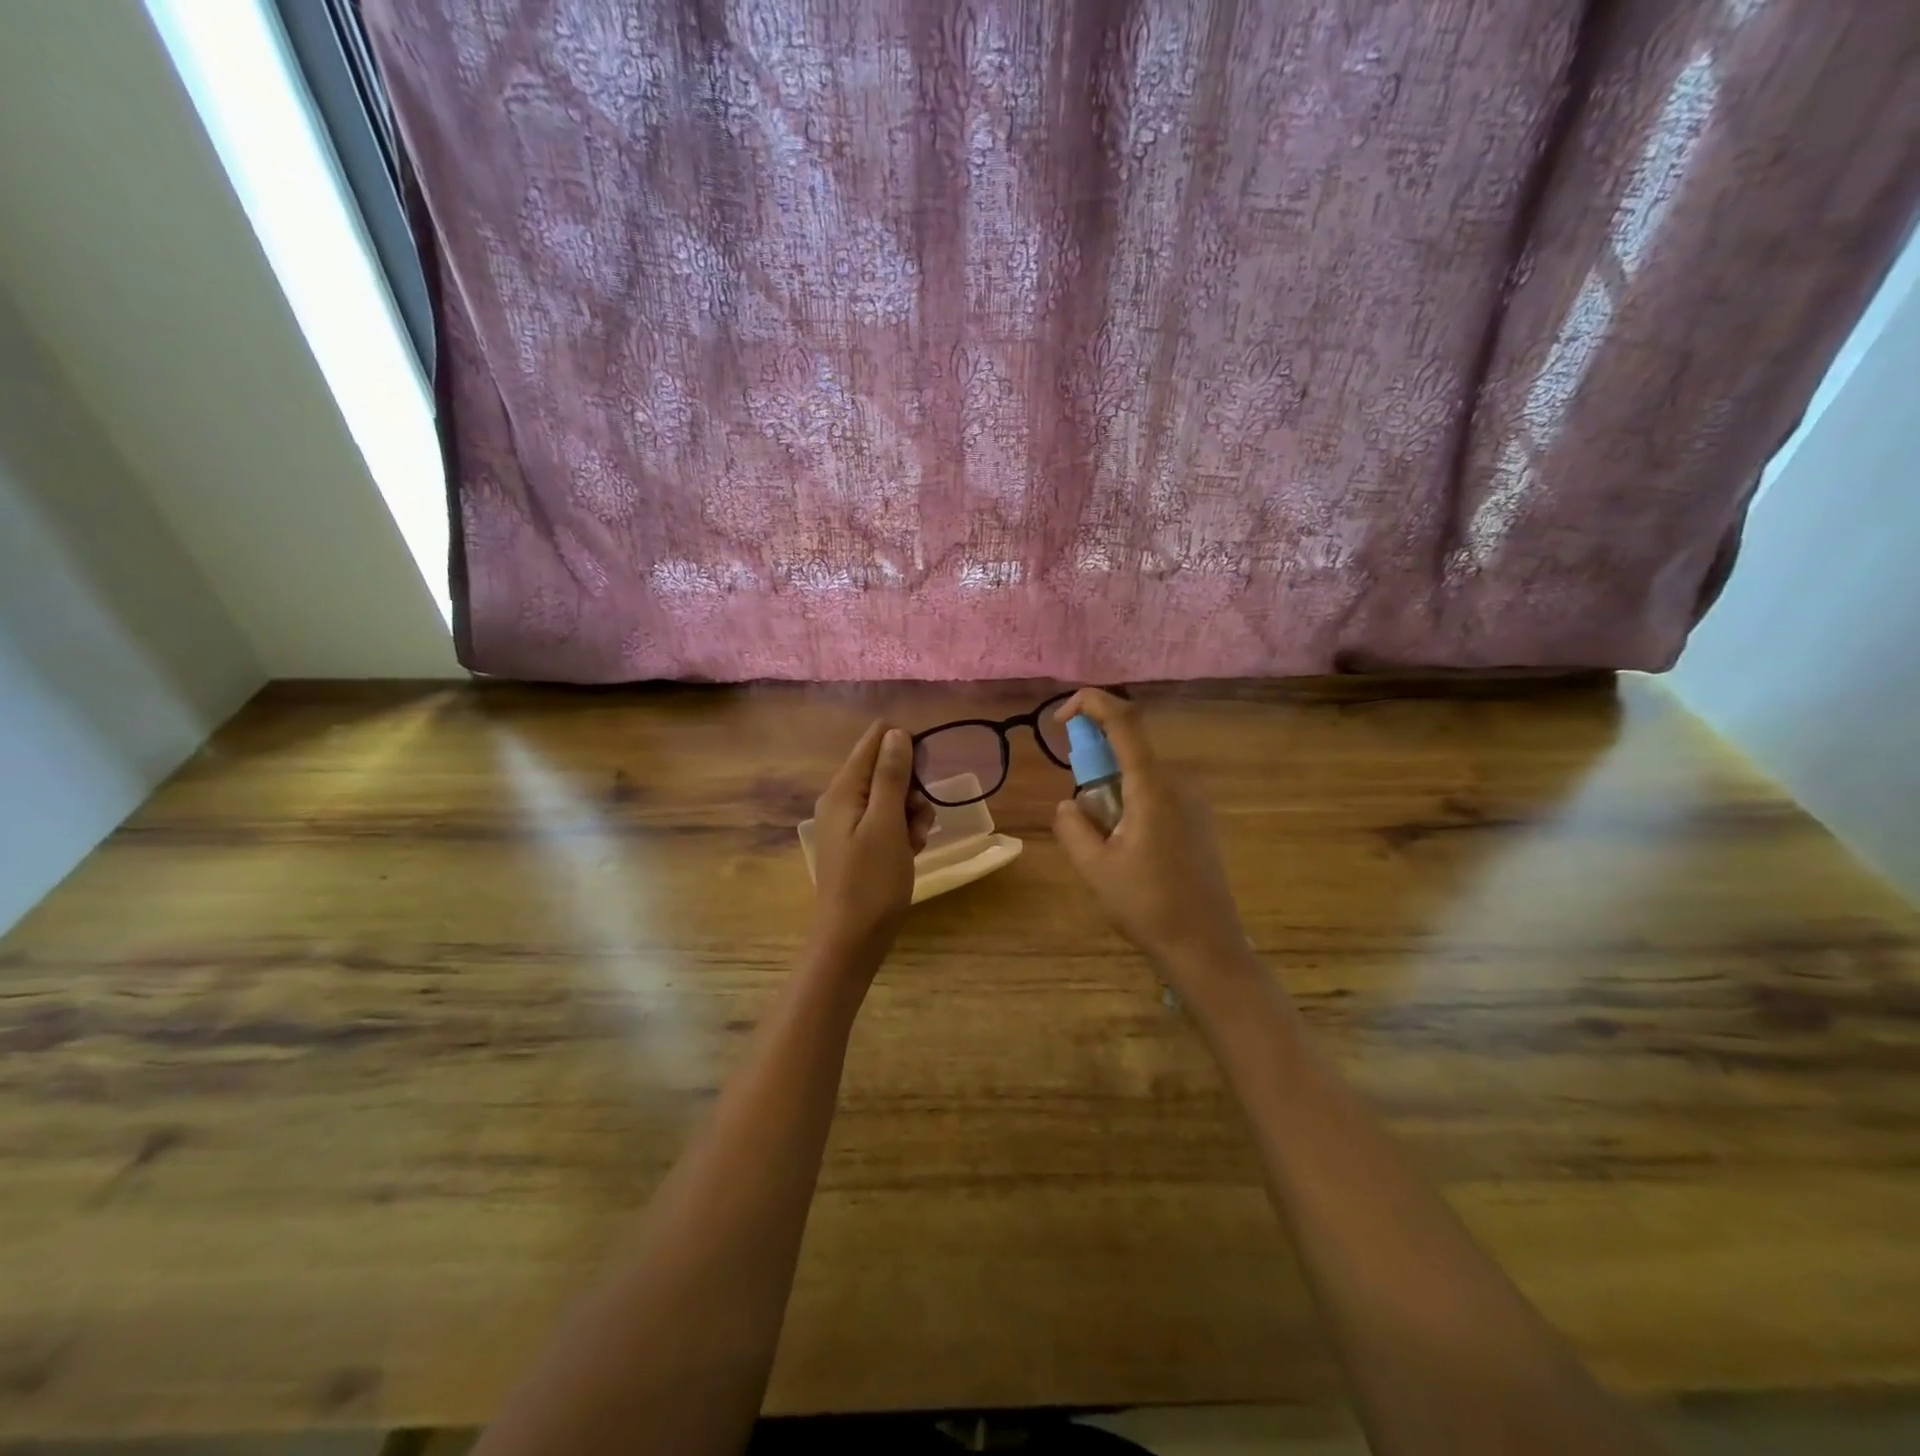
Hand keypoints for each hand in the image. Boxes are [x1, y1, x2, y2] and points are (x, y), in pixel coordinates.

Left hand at [807, 722, 935, 982]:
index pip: (874, 740)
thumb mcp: (887, 823)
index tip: (923, 777)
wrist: (852, 940)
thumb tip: (895, 732)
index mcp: (843, 789)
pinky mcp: (860, 844)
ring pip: (891, 797)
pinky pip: (887, 822)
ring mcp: (849, 824)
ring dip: (912, 813)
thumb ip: (891, 776)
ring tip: (917, 841)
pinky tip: (912, 852)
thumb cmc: (871, 881)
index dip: (905, 749)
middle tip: (919, 818)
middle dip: (911, 788)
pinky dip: (904, 832)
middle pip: (885, 769)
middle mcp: (842, 800)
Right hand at [1051, 690, 1253, 993]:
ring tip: (1106, 845)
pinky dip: (1132, 804)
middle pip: (1129, 750)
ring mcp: (1194, 801)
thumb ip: (1072, 826)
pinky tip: (1130, 850)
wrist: (1205, 945)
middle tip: (1082, 815)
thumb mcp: (1094, 867)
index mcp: (1152, 787)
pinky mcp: (1199, 820)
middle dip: (1095, 766)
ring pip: (1141, 776)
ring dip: (1113, 792)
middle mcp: (1178, 783)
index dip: (1091, 703)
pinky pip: (1157, 794)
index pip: (1124, 721)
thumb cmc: (1147, 905)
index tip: (1061, 717)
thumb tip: (1069, 803)